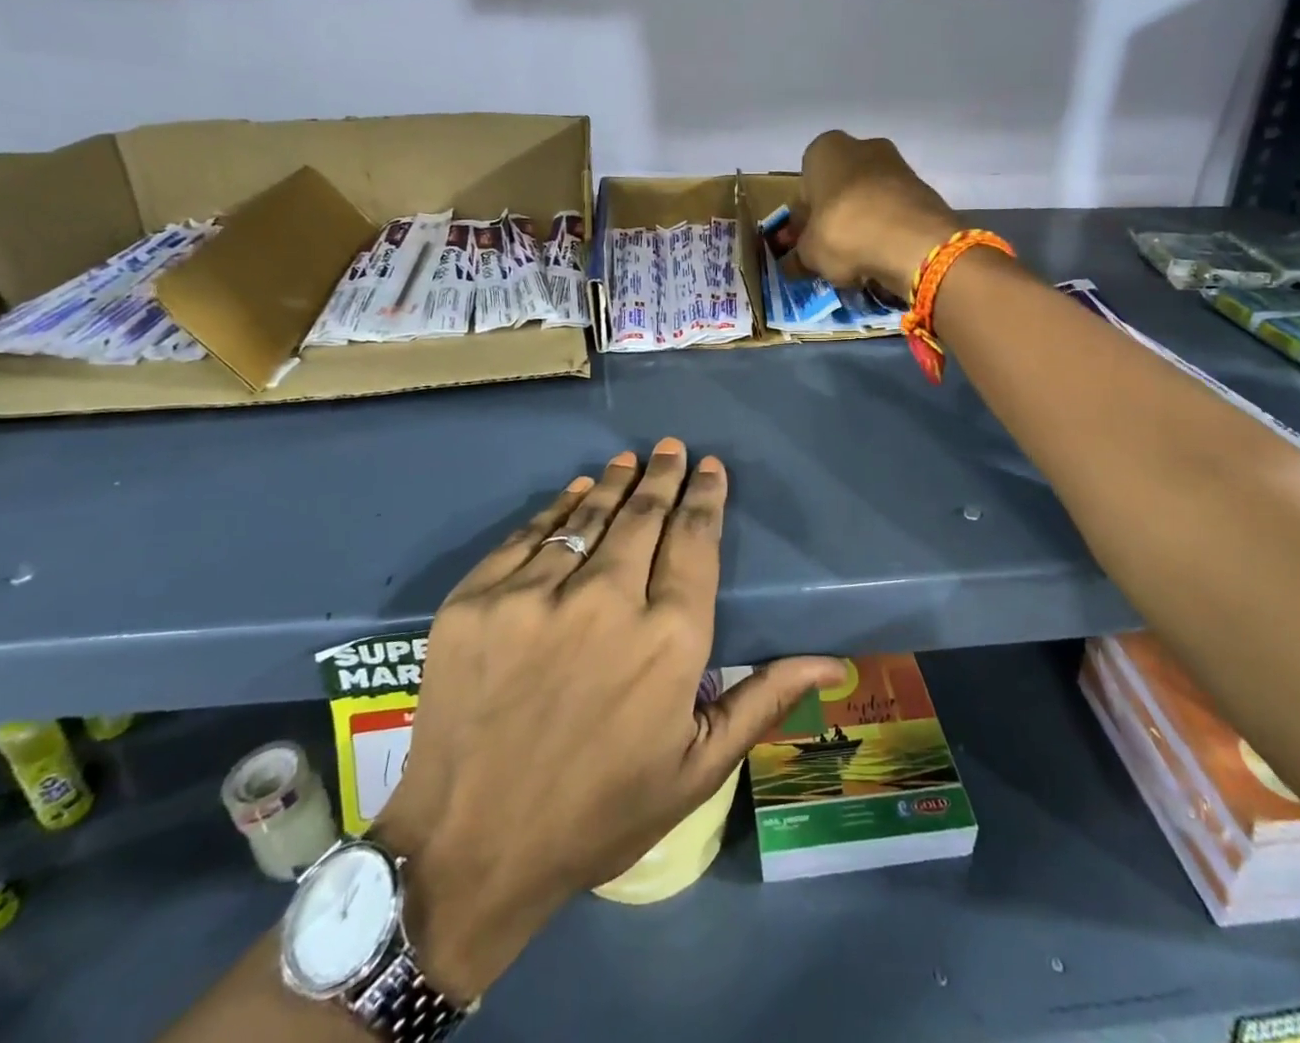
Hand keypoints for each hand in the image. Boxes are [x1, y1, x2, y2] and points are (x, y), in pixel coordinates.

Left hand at [375, 440, 844, 1003]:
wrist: (468, 850)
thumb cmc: (599, 813)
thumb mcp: (695, 770)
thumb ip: (761, 701)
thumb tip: (830, 662)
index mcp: (668, 640)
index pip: (695, 542)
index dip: (705, 498)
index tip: (710, 468)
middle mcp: (606, 601)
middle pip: (644, 517)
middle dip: (663, 477)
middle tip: (671, 448)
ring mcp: (535, 596)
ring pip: (588, 517)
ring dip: (613, 483)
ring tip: (628, 459)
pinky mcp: (478, 599)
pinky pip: (528, 535)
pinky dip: (557, 507)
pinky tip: (573, 492)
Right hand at [796, 130, 959, 296]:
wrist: (913, 241)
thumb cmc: (844, 232)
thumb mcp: (809, 252)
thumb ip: (798, 256)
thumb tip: (793, 264)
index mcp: (823, 150)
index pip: (804, 186)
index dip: (803, 219)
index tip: (805, 243)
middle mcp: (860, 146)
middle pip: (839, 188)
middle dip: (834, 217)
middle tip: (831, 251)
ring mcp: (896, 164)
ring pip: (868, 199)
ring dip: (861, 224)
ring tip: (858, 259)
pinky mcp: (922, 188)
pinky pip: (893, 211)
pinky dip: (886, 230)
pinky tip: (882, 255)